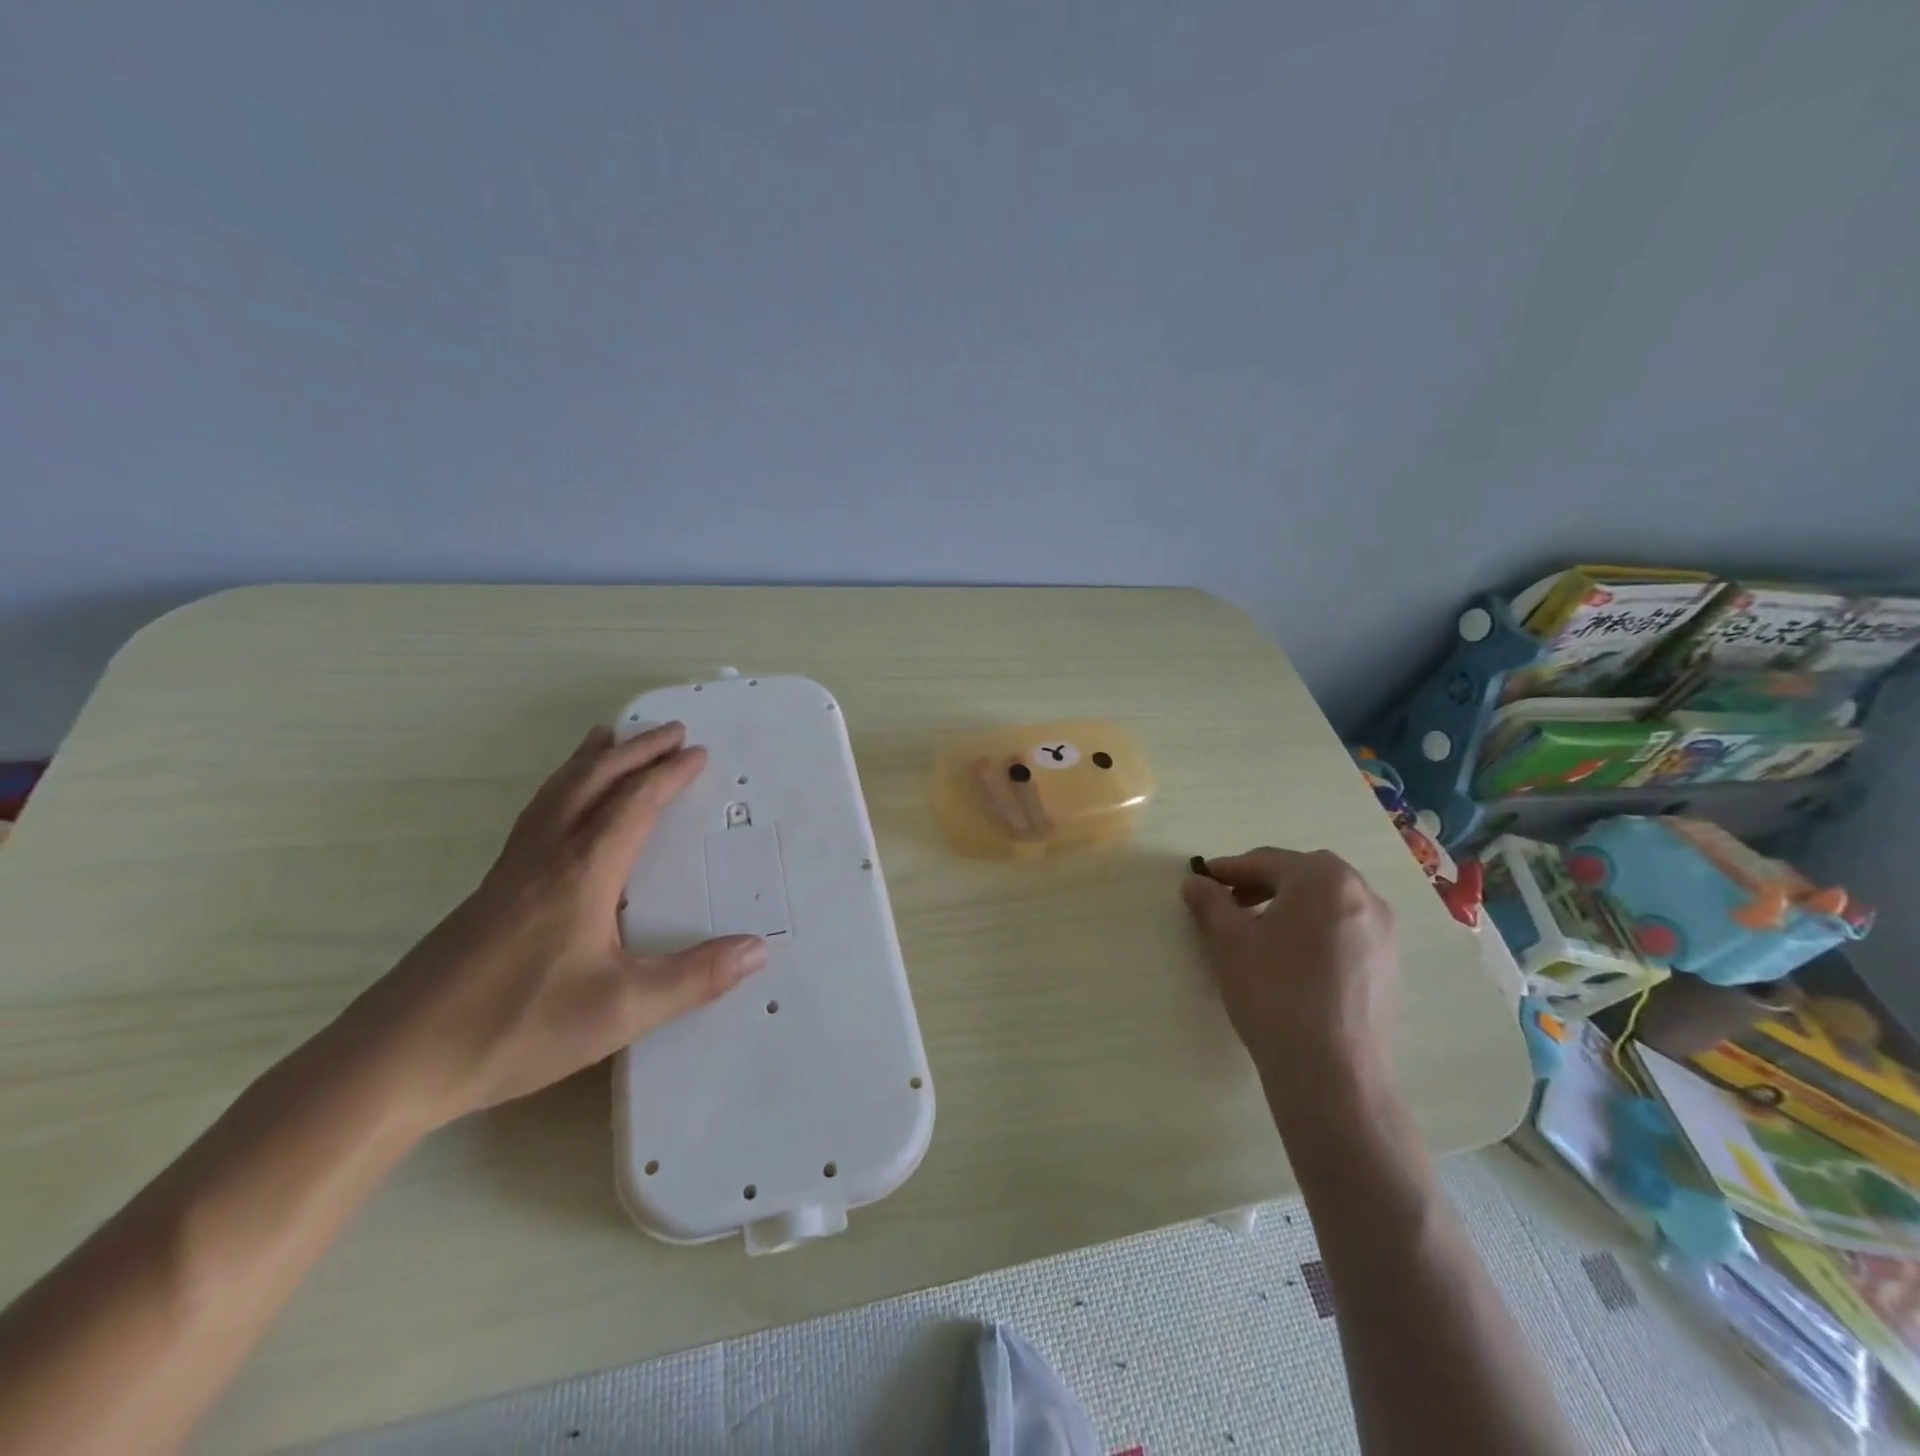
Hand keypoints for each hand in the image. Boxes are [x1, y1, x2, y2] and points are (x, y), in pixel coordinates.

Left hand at [329, 722, 766, 1128]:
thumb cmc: (515, 1027)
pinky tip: (561, 808)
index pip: (633, 804)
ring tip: (609, 736)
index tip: (698, 752)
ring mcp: (510, 872)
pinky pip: (536, 816)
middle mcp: (545, 857)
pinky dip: (560, 789)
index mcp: (582, 872)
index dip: (668, 774)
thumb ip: (695, 978)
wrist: (394, 1062)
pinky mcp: (488, 894)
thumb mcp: (621, 1009)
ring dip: (590, 760)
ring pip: (555, 794)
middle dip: (634, 751)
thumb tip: (761, 948)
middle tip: (668, 729)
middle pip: (592, 783)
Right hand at [1182, 848, 1398, 1108]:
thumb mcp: (1228, 941)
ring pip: (1326, 903)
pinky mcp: (1388, 966)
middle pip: (1302, 876)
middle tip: (1229, 902)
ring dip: (1290, 906)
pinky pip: (1344, 930)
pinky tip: (1291, 960)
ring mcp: (1383, 932)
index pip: (1267, 861)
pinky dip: (1314, 931)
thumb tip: (1197, 883)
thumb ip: (1210, 902)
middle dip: (1263, 883)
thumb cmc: (1273, 991)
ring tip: (1258, 932)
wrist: (1332, 1072)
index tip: (1202, 880)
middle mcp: (1362, 895)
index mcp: (1324, 878)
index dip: (1229, 869)